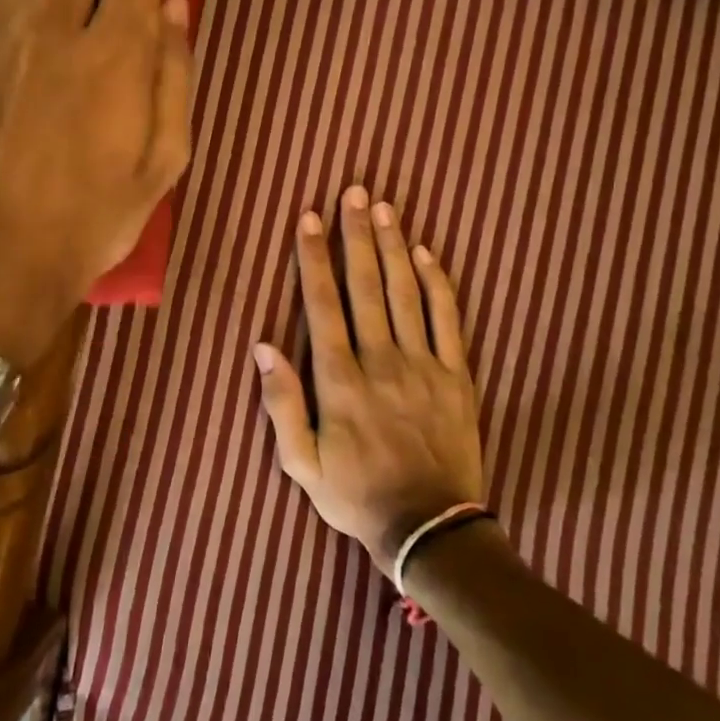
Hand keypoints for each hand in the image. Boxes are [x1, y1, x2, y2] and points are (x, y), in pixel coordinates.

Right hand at [254, 185, 485, 575]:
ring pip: (406, 293)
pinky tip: (427, 253)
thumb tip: (263, 347)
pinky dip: (438, 284)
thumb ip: (282, 404)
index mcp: (340, 380)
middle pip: (366, 286)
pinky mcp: (456, 375)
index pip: (323, 305)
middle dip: (356, 236)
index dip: (314, 259)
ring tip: (384, 208)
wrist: (429, 528)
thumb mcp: (301, 463)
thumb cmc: (356, 495)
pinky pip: (448, 320)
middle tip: (353, 192)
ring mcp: (423, 365)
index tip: (310, 219)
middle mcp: (381, 361)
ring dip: (393, 247)